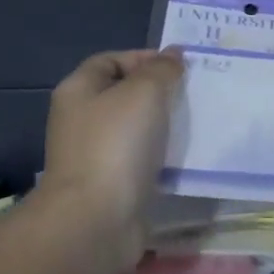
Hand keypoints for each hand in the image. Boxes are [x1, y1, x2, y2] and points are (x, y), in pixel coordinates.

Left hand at [39, 48, 184, 265]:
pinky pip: (140, 159)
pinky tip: (184, 156)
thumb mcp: (144, 92)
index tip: (180, 68)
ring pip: (134, 128)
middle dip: (158, 92)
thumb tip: (173, 55)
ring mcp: (94, 153)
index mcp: (78, 90)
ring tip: (195, 123)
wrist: (97, 218)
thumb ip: (161, 70)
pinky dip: (161, 155)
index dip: (144, 58)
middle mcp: (81, 119)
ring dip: (162, 125)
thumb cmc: (116, 144)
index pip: (111, 60)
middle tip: (193, 94)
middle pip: (123, 94)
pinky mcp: (111, 183)